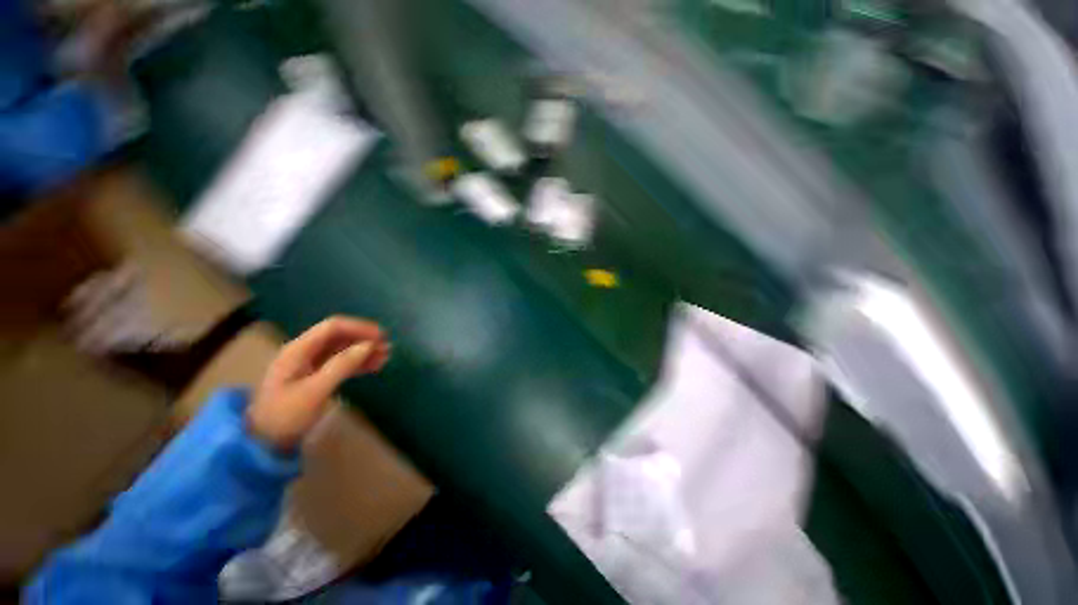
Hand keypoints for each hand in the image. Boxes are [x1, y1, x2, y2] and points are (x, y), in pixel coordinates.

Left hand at [248, 316, 389, 449]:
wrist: (262, 442)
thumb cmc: (285, 415)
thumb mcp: (314, 391)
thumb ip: (342, 365)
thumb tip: (369, 345)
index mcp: (299, 349)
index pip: (333, 327)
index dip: (359, 327)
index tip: (381, 337)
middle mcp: (305, 351)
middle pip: (339, 336)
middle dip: (364, 339)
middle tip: (387, 347)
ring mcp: (310, 364)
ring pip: (342, 349)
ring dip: (364, 350)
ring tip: (385, 357)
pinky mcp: (315, 376)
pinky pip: (341, 362)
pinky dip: (358, 362)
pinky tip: (374, 366)